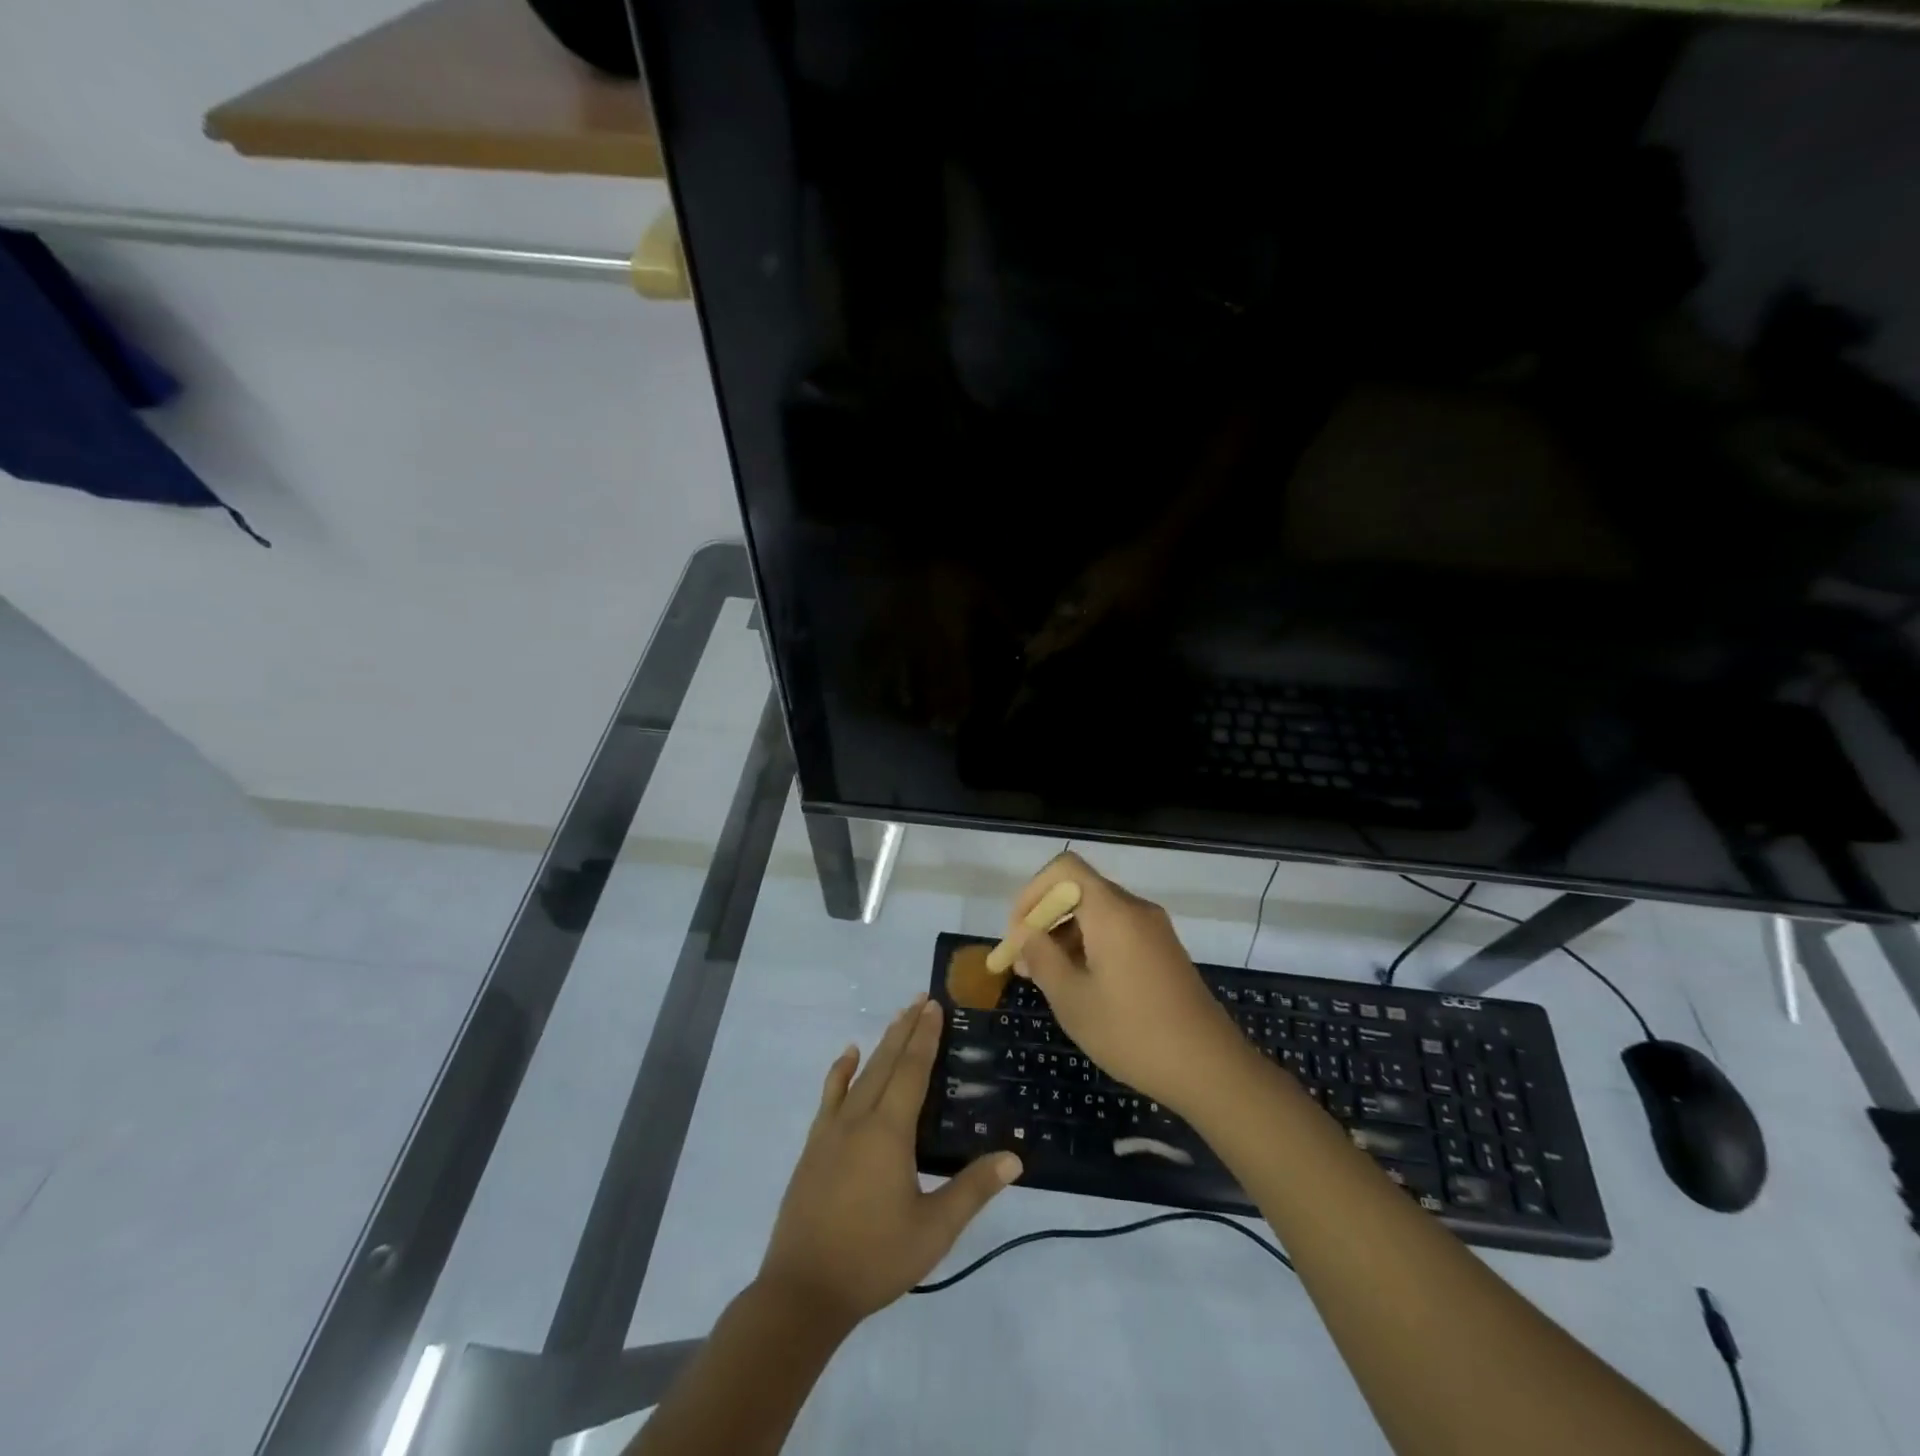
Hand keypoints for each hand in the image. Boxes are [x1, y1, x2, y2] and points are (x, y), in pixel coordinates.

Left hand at [759, 996, 1021, 1329]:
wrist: (803, 1291)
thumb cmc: (874, 1259)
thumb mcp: (933, 1230)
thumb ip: (972, 1190)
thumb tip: (1014, 1158)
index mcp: (889, 1132)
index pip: (912, 1071)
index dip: (925, 1037)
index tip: (934, 1005)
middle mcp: (859, 1119)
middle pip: (886, 1063)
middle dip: (905, 1029)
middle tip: (921, 999)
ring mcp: (831, 1130)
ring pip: (860, 1074)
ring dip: (880, 1045)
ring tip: (897, 1019)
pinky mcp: (813, 1146)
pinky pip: (829, 1096)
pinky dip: (840, 1071)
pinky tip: (847, 1056)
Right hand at [1010, 852, 1244, 1111]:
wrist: (1210, 1068)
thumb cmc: (1132, 1032)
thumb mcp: (1072, 999)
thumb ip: (1042, 958)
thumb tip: (1025, 934)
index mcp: (1112, 911)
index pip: (1064, 869)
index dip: (1032, 893)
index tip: (1018, 934)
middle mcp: (1135, 909)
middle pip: (1079, 891)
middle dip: (1045, 919)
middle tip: (1024, 962)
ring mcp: (1154, 930)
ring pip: (1097, 914)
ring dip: (1066, 937)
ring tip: (1046, 979)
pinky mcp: (1163, 951)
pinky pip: (1117, 932)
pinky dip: (1090, 947)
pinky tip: (1080, 986)